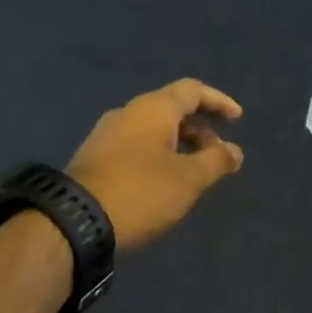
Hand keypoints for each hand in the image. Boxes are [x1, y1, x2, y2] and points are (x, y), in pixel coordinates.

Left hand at [67, 79, 245, 252]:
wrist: (74, 222)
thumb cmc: (141, 192)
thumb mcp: (189, 179)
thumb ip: (217, 161)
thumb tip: (235, 151)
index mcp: (153, 108)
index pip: (192, 90)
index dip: (218, 102)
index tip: (237, 119)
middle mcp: (128, 113)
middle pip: (172, 110)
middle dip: (201, 130)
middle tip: (218, 156)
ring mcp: (107, 135)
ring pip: (153, 130)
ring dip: (180, 145)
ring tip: (194, 174)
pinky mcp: (94, 158)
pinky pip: (136, 146)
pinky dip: (159, 156)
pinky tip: (164, 183)